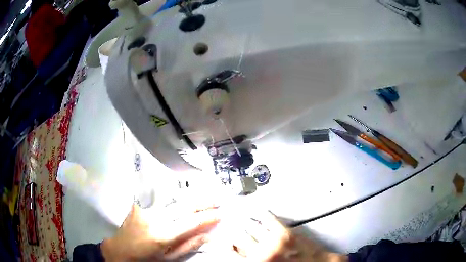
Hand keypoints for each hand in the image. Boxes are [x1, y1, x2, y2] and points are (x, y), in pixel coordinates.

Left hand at [101, 203, 219, 260]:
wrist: (120, 249)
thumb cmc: (147, 257)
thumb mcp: (169, 258)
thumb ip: (189, 245)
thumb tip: (208, 235)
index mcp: (163, 235)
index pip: (190, 222)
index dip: (207, 217)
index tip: (220, 214)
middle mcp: (154, 218)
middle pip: (183, 206)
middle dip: (203, 202)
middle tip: (217, 200)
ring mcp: (145, 208)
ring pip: (172, 197)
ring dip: (190, 196)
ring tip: (204, 195)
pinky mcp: (138, 203)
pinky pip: (158, 195)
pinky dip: (173, 194)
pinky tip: (182, 192)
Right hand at [221, 210, 346, 261]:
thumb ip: (251, 260)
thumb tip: (238, 252)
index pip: (232, 252)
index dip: (226, 243)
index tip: (224, 239)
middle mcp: (261, 254)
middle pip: (238, 237)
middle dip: (233, 230)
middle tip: (230, 224)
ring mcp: (273, 242)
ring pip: (249, 225)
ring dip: (243, 220)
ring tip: (238, 214)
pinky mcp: (284, 232)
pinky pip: (266, 218)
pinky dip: (259, 212)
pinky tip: (255, 209)